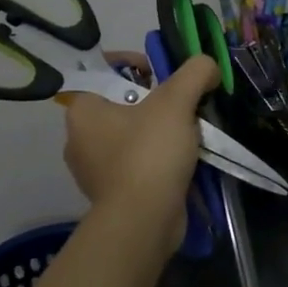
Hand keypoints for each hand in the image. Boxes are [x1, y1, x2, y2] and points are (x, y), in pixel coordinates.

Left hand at [62, 51, 221, 253]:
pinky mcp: (112, 193)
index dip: (136, 63)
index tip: (164, 73)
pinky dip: (158, 158)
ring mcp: (94, 170)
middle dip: (156, 100)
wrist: (143, 222)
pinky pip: (137, 163)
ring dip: (160, 130)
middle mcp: (79, 139)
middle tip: (183, 104)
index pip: (104, 72)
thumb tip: (208, 67)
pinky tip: (182, 160)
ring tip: (189, 132)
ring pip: (132, 135)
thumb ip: (195, 73)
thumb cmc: (149, 154)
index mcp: (82, 111)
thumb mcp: (176, 102)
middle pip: (122, 103)